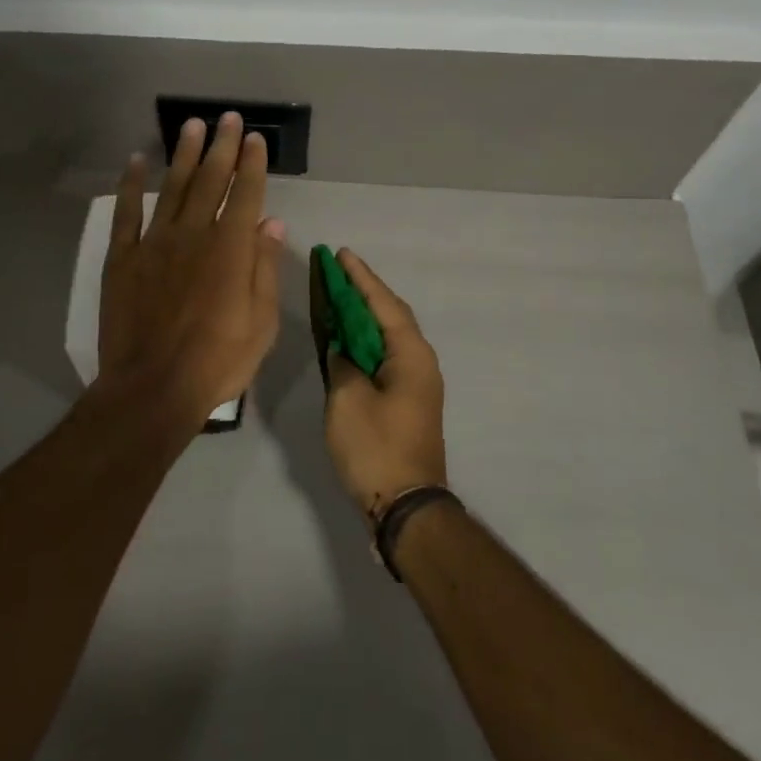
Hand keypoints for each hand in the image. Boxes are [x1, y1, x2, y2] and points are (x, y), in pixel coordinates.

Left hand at [97, 112, 286, 425]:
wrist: (152, 389)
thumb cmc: (217, 361)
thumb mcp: (261, 323)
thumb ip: (264, 268)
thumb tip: (272, 224)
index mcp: (231, 249)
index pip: (246, 194)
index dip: (252, 163)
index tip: (254, 138)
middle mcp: (194, 234)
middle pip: (211, 180)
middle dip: (222, 146)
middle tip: (228, 118)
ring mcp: (155, 243)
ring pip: (173, 187)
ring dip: (184, 154)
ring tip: (192, 126)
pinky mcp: (123, 258)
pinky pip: (127, 213)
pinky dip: (131, 184)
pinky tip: (137, 161)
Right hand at [323, 248, 447, 517]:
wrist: (407, 506)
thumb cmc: (376, 447)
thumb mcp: (348, 400)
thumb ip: (342, 363)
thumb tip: (342, 350)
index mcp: (411, 355)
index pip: (383, 304)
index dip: (361, 278)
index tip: (342, 254)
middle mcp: (421, 362)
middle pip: (392, 315)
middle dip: (365, 292)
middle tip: (339, 271)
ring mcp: (418, 383)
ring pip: (390, 337)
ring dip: (366, 317)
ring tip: (340, 298)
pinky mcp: (409, 401)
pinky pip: (387, 356)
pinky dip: (368, 342)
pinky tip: (349, 341)